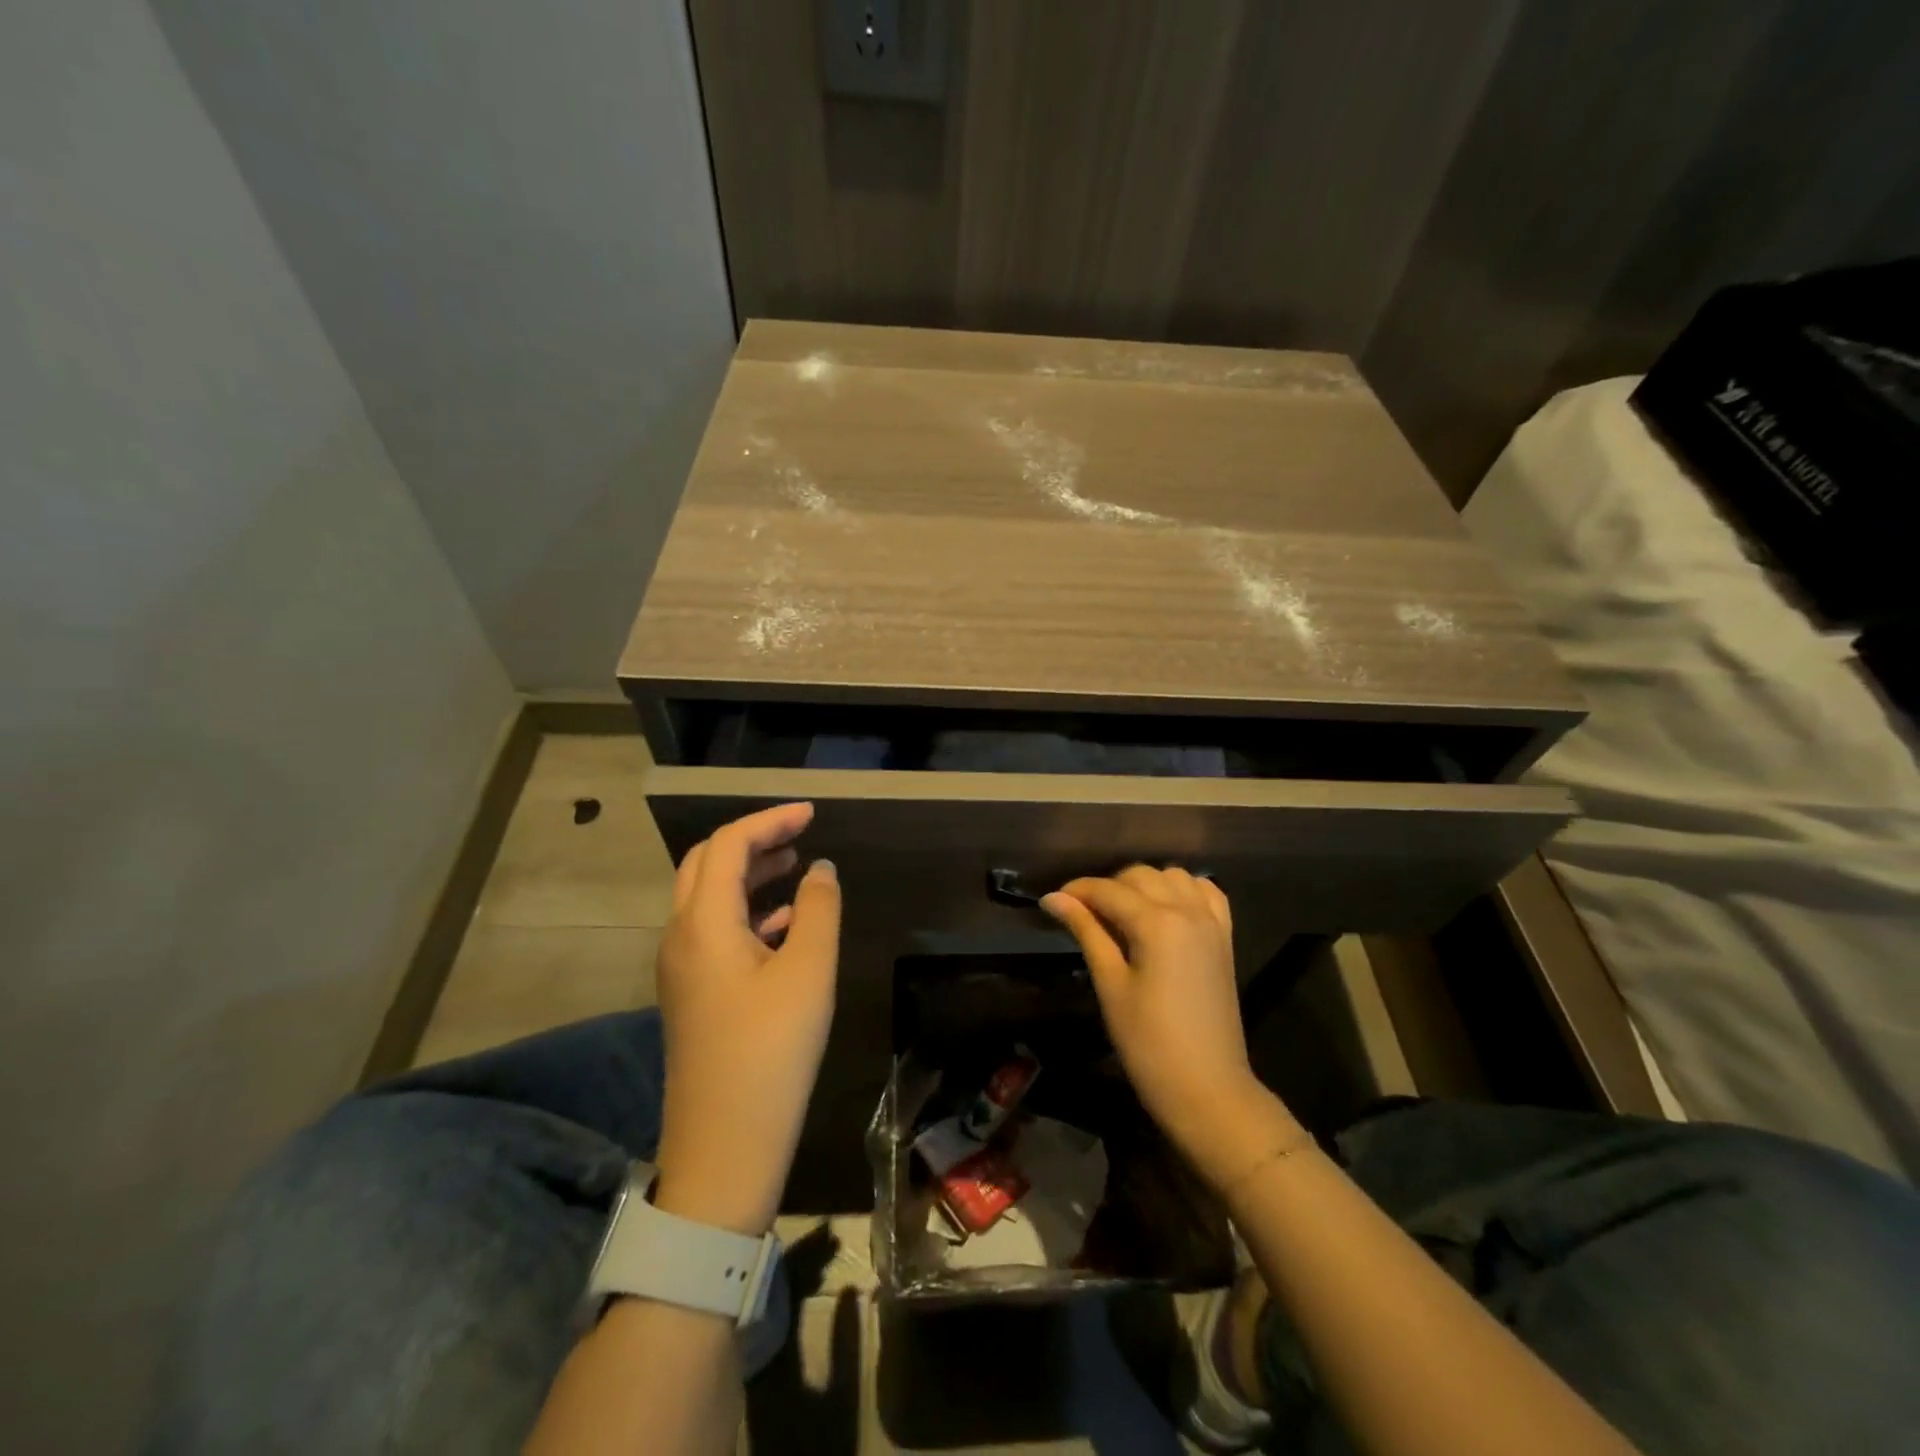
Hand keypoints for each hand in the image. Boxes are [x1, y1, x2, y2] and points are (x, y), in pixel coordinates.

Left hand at [651, 804, 839, 1235]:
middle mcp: (681, 936)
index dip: (769, 820)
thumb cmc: (771, 1052)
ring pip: (709, 898)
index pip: (728, 845)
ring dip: (749, 874)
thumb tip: (820, 869)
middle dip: (753, 841)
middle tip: (800, 833)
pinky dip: (748, 911)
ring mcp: (682, 968)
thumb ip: (817, 909)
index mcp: (703, 922)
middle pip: (707, 864)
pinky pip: (715, 931)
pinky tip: (785, 922)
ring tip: (796, 866)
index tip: (812, 814)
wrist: (725, 1147)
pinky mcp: (692, 994)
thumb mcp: (808, 972)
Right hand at [1042, 867, 1279, 1184]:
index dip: (1077, 891)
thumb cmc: (1148, 1043)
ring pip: (1173, 876)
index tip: (1052, 902)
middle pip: (1140, 876)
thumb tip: (1053, 898)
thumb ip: (1086, 932)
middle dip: (1108, 887)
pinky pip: (1206, 893)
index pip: (1108, 890)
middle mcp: (1188, 910)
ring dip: (1145, 884)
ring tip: (1123, 914)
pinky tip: (1166, 908)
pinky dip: (1183, 890)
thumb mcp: (1110, 985)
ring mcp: (1211, 923)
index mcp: (1157, 923)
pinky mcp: (1224, 938)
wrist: (1208, 1089)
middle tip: (1083, 915)